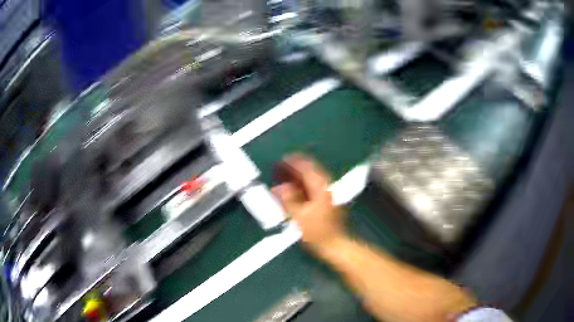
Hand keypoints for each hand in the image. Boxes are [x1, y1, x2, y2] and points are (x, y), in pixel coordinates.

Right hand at [272, 154, 346, 251]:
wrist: (334, 245)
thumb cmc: (317, 232)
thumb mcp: (300, 216)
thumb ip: (289, 200)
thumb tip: (279, 187)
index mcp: (320, 189)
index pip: (307, 169)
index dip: (295, 162)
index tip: (283, 159)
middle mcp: (326, 188)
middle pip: (311, 171)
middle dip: (296, 167)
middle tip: (282, 166)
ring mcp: (328, 195)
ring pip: (312, 179)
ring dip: (299, 175)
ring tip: (286, 174)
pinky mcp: (327, 202)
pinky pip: (313, 187)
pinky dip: (303, 184)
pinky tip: (295, 189)